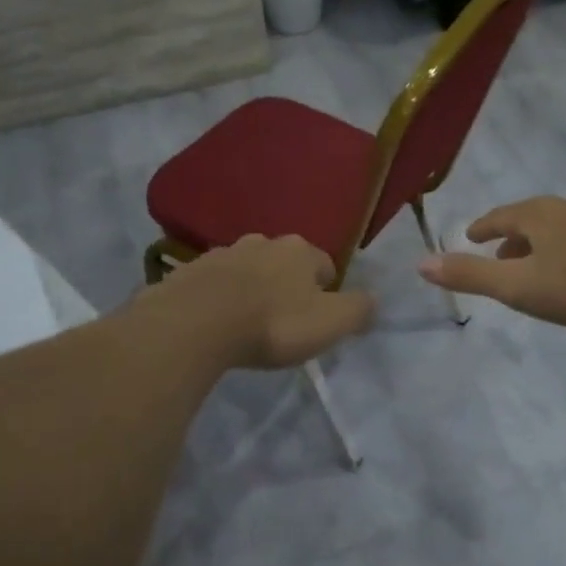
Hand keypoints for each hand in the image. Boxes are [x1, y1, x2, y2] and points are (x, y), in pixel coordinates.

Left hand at [150, 234, 374, 368]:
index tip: (318, 318)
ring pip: (248, 269)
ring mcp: (223, 253)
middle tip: (284, 320)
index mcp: (299, 250)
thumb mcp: (330, 323)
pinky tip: (218, 322)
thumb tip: (374, 301)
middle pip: (284, 262)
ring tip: (249, 322)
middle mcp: (262, 242)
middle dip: (287, 285)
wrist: (195, 323)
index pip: (325, 264)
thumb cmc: (273, 323)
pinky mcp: (191, 271)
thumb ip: (358, 310)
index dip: (326, 291)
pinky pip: (216, 283)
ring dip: (253, 289)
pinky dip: (221, 297)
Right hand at [417, 194, 565, 327]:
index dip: (483, 228)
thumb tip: (421, 264)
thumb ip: (472, 276)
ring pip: (563, 225)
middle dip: (513, 236)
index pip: (500, 216)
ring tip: (542, 263)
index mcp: (538, 215)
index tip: (472, 235)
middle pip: (531, 218)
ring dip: (545, 242)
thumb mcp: (520, 286)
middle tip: (503, 256)